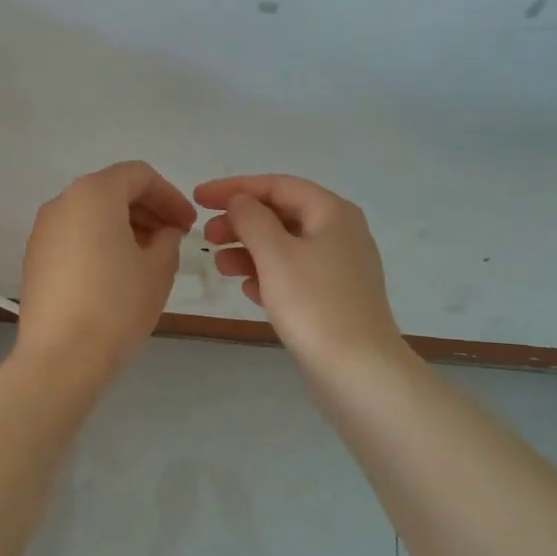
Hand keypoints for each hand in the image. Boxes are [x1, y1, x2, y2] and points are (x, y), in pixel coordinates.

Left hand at [18, 161, 196, 379]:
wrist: (60, 357)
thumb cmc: (116, 305)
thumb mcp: (158, 270)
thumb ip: (168, 240)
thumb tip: (163, 233)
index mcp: (94, 193)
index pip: (139, 175)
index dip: (170, 196)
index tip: (189, 224)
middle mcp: (62, 202)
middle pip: (112, 190)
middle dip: (147, 209)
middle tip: (174, 238)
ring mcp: (43, 231)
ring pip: (91, 214)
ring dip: (124, 226)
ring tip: (149, 256)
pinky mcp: (34, 259)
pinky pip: (74, 236)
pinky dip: (100, 242)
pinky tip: (118, 272)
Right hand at [194, 174, 403, 366]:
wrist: (358, 370)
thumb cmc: (314, 304)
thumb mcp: (275, 254)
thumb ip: (252, 219)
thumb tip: (241, 201)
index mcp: (332, 212)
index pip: (277, 185)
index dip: (234, 188)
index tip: (198, 198)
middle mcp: (340, 232)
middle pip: (282, 214)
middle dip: (241, 222)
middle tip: (207, 237)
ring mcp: (340, 267)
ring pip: (285, 246)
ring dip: (249, 250)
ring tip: (220, 266)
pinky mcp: (334, 297)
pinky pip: (294, 274)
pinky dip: (267, 275)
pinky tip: (246, 289)